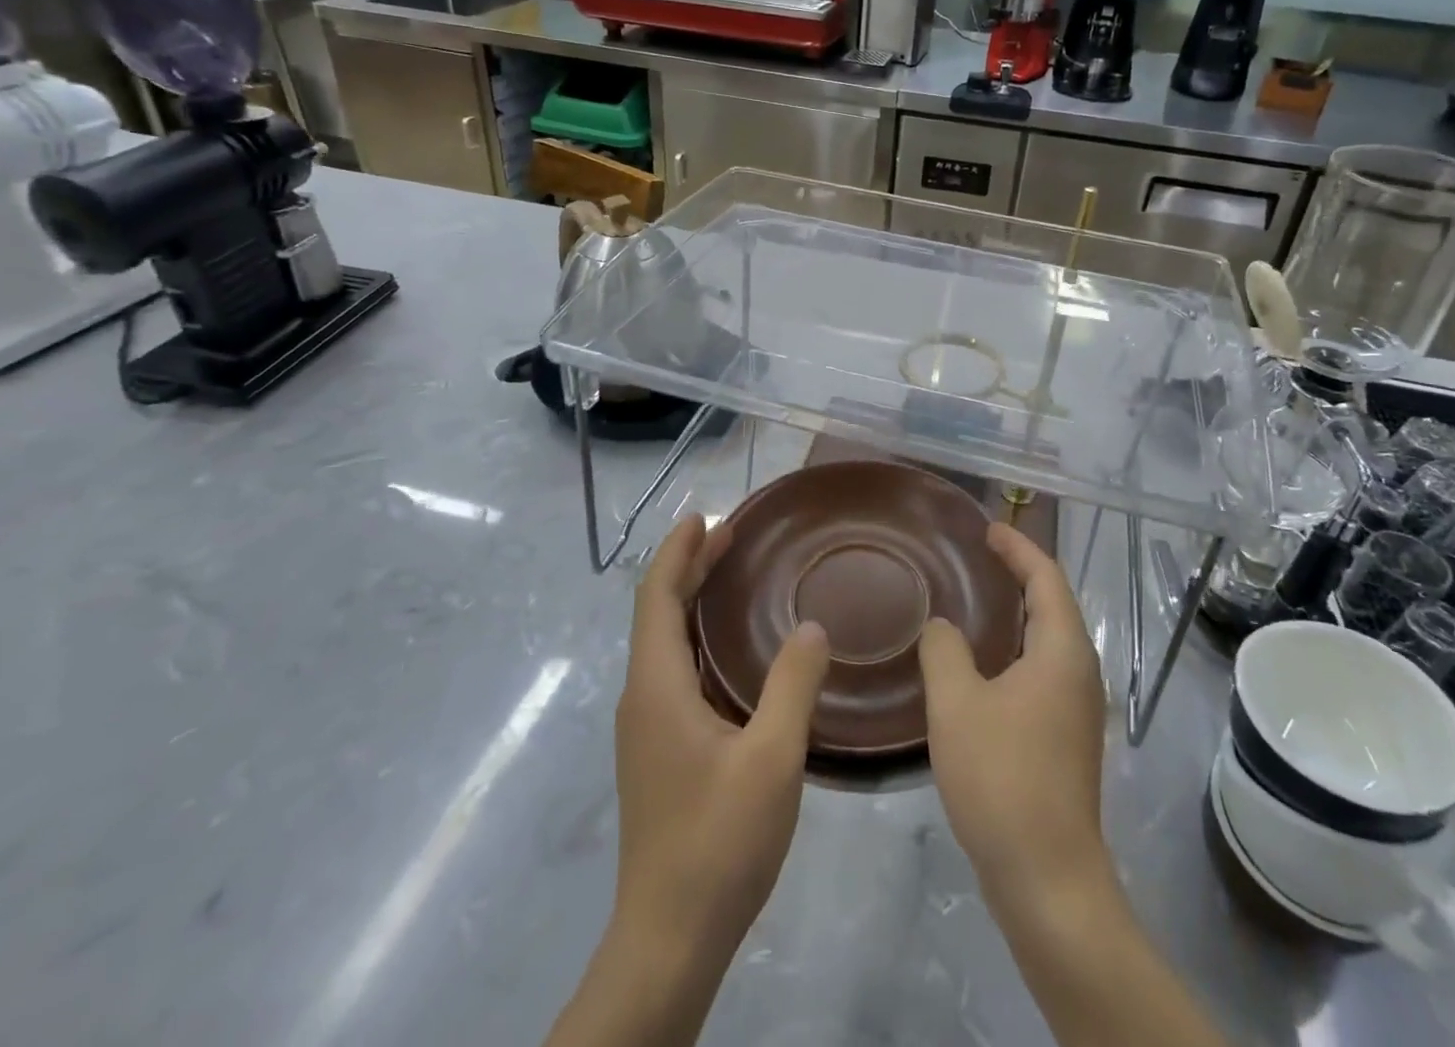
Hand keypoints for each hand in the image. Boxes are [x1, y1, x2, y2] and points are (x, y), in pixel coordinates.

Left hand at [613, 513, 831, 964]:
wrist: (669, 937)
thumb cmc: (718, 841)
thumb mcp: (772, 758)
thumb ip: (793, 684)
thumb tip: (812, 627)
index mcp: (658, 686)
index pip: (657, 596)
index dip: (678, 551)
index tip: (705, 516)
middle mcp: (642, 697)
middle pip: (658, 613)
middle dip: (688, 567)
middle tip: (730, 534)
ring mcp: (646, 727)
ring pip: (664, 643)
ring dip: (692, 601)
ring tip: (731, 576)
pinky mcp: (657, 752)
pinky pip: (673, 671)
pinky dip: (697, 639)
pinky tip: (731, 652)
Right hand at [919, 523, 1108, 905]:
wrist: (1048, 878)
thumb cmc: (1003, 778)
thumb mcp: (957, 704)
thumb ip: (944, 650)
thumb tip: (942, 626)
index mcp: (1062, 651)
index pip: (1045, 578)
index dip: (1018, 548)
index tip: (987, 528)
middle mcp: (1080, 671)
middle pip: (1053, 603)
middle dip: (1020, 573)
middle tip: (979, 554)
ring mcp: (1077, 707)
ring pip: (1049, 638)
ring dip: (1018, 610)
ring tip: (978, 596)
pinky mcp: (1066, 735)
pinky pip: (1043, 667)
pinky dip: (1017, 645)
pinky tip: (983, 661)